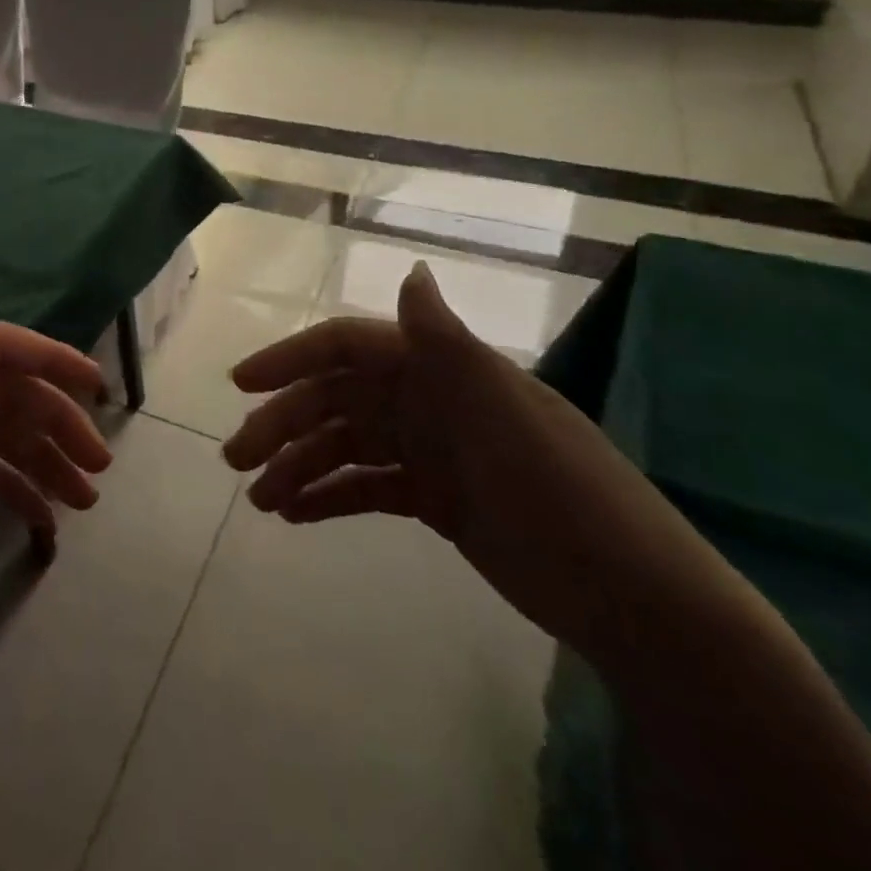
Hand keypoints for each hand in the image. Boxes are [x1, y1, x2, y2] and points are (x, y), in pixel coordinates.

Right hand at [224, 262, 742, 662]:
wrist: (635, 601)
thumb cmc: (561, 492)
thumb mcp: (503, 412)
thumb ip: (447, 343)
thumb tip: (413, 269)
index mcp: (437, 369)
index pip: (347, 347)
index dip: (291, 358)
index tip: (241, 383)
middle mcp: (426, 400)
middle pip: (335, 401)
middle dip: (281, 425)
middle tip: (236, 461)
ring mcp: (428, 450)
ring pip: (344, 447)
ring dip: (298, 466)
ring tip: (260, 500)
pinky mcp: (434, 498)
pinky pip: (366, 488)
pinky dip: (329, 497)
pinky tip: (296, 515)